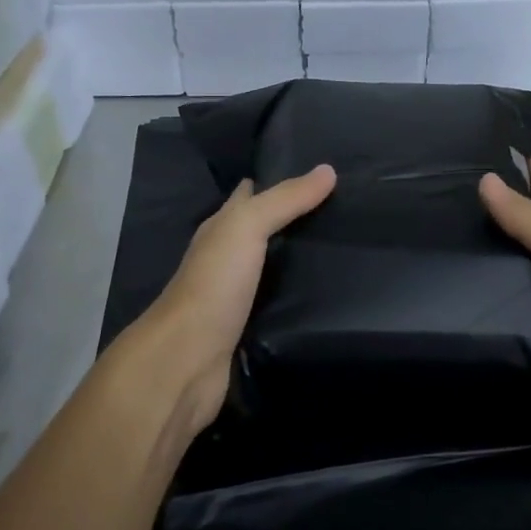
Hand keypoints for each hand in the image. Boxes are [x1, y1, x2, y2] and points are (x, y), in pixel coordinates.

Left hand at [137, 165, 336, 440]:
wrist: (187, 360)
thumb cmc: (214, 285)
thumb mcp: (246, 228)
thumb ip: (285, 200)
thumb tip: (328, 169)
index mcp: (219, 229)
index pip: (248, 195)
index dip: (275, 180)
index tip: (318, 172)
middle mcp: (224, 258)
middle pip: (260, 231)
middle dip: (293, 219)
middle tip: (343, 209)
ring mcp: (234, 295)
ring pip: (270, 267)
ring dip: (297, 259)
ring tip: (343, 248)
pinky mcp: (246, 329)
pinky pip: (276, 303)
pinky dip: (296, 295)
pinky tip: (324, 295)